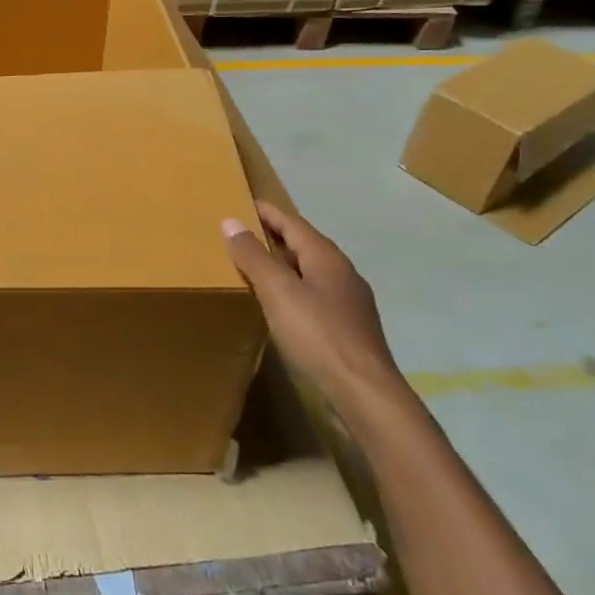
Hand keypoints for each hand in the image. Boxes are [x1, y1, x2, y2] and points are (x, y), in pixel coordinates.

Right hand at [223, 200, 407, 419]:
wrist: (364, 393)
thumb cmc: (318, 334)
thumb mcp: (278, 291)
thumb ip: (254, 256)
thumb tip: (230, 221)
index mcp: (327, 258)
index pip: (292, 223)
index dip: (266, 212)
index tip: (241, 201)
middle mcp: (341, 274)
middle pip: (303, 245)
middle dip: (273, 236)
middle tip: (240, 232)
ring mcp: (348, 303)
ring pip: (309, 271)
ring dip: (282, 264)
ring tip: (253, 265)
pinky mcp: (346, 329)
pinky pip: (313, 296)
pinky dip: (291, 289)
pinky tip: (278, 304)